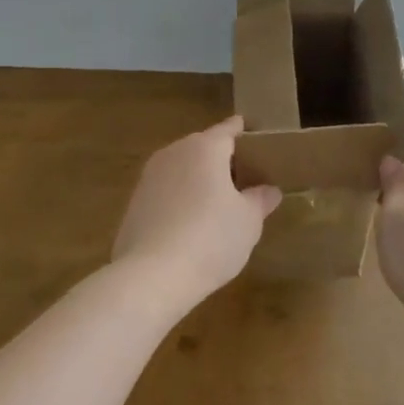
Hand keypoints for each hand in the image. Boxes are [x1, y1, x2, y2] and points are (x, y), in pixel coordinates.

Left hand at [112, 117, 282, 309]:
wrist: (152, 275)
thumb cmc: (211, 238)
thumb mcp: (248, 221)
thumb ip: (260, 200)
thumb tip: (269, 190)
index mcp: (204, 148)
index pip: (228, 129)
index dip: (243, 132)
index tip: (256, 136)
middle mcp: (174, 153)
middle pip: (203, 147)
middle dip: (222, 159)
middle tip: (244, 177)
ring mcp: (149, 177)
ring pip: (182, 168)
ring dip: (199, 179)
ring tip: (219, 202)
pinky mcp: (135, 202)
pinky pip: (166, 191)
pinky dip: (181, 198)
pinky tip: (191, 223)